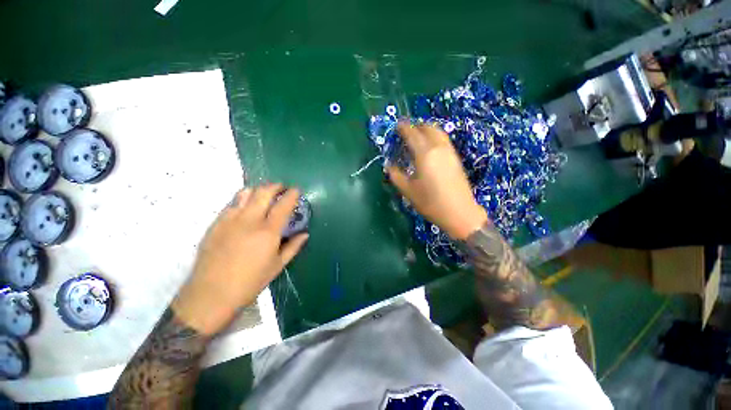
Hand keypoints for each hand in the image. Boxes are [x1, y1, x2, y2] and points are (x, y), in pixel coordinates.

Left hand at [172, 184, 308, 335]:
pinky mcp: (215, 223)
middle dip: (276, 186)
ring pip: (245, 193)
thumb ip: (293, 247)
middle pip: (263, 192)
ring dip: (258, 190)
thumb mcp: (277, 266)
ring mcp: (229, 220)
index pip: (283, 205)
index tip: (296, 190)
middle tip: (282, 188)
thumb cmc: (249, 283)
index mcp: (268, 232)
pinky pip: (231, 204)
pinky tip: (246, 209)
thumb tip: (305, 234)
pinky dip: (242, 200)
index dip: (292, 194)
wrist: (210, 295)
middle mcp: (249, 220)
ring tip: (264, 195)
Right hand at [387, 122, 487, 239]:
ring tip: (418, 136)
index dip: (404, 128)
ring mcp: (449, 152)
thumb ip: (396, 176)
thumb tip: (389, 166)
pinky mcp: (455, 158)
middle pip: (428, 128)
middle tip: (406, 131)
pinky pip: (444, 140)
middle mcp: (438, 148)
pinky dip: (435, 137)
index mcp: (424, 154)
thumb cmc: (430, 202)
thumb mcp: (408, 191)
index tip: (397, 125)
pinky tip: (430, 147)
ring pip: (438, 132)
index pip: (412, 134)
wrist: (459, 212)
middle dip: (416, 126)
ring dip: (427, 130)